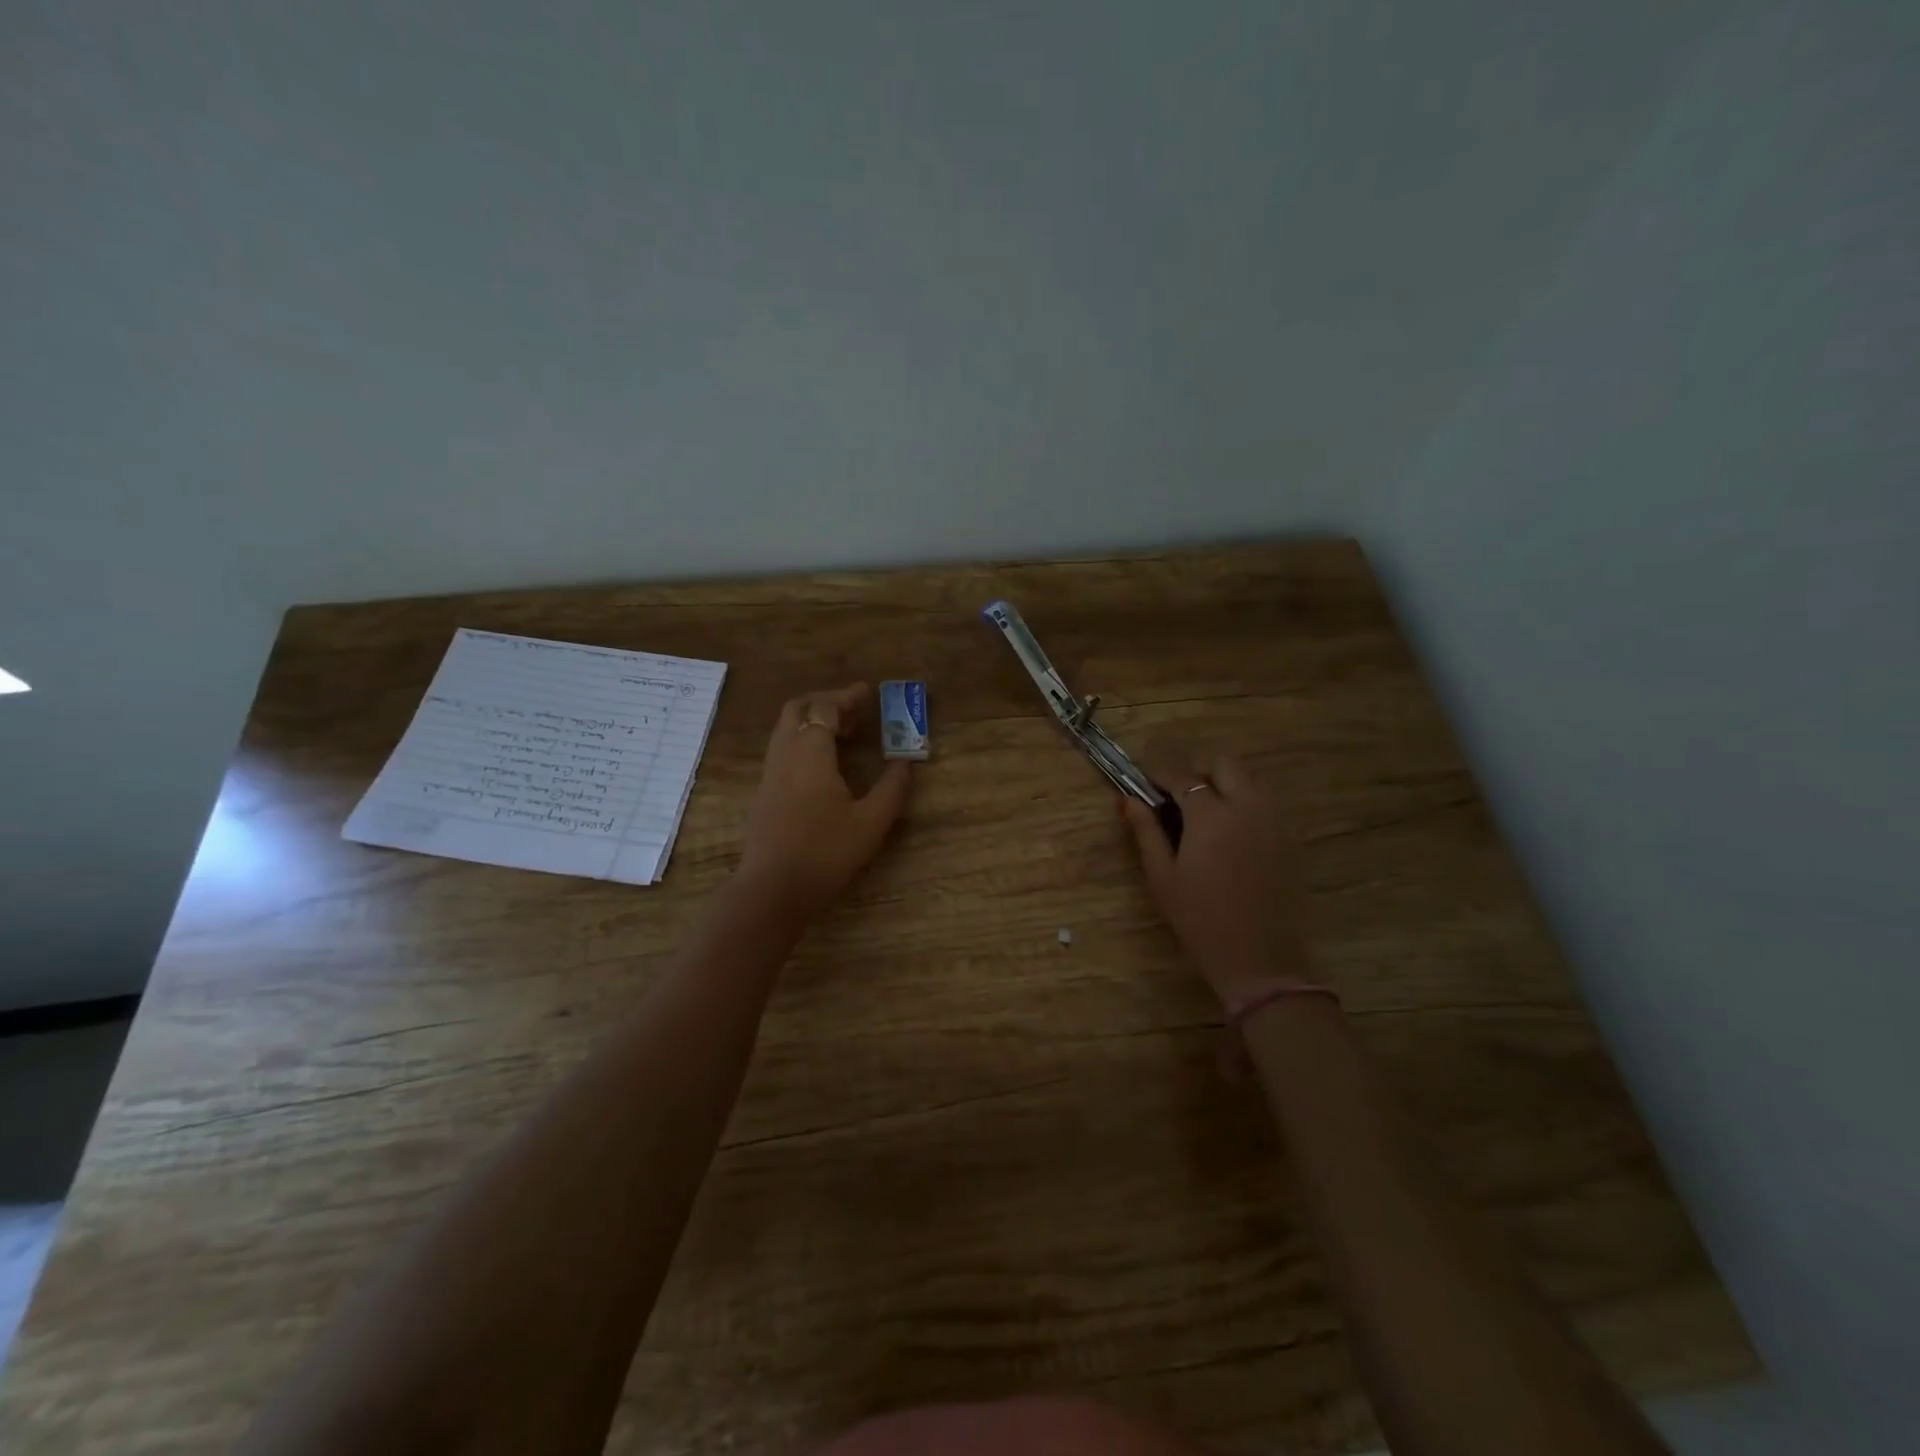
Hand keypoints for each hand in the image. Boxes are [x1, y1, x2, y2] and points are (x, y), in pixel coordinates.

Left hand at [736, 683, 912, 918]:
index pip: (825, 708)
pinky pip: (783, 749)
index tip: (869, 693)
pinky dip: (804, 741)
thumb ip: (891, 789)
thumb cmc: (824, 853)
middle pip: (798, 709)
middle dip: (826, 702)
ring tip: (844, 735)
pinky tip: (824, 764)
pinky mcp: (764, 792)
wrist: (772, 890)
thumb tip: (905, 764)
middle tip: (855, 711)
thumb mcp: (870, 823)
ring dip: (813, 722)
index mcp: (810, 753)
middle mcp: (785, 754)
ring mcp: (770, 773)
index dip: (847, 697)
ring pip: (787, 729)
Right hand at [1120, 754, 1311, 1003]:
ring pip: (1251, 779)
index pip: (1182, 777)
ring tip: (1207, 816)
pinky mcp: (1291, 839)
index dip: (1160, 776)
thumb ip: (1146, 832)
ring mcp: (1274, 821)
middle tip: (1180, 801)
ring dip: (1226, 785)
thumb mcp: (1162, 877)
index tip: (1146, 785)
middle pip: (1225, 765)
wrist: (1260, 960)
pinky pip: (1268, 804)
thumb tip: (1127, 800)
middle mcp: (1247, 807)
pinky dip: (1247, 804)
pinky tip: (1232, 835)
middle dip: (1200, 773)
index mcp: (1210, 815)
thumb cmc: (1200, 920)